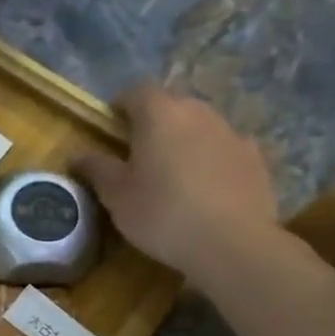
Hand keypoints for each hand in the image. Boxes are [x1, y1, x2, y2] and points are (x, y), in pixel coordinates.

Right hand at [74, 83, 277, 284]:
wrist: (232, 243)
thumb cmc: (161, 213)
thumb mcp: (116, 195)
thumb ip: (96, 169)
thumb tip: (78, 155)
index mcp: (160, 115)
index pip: (137, 91)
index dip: (121, 105)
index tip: (110, 127)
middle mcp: (199, 113)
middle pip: (172, 104)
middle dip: (154, 121)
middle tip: (138, 151)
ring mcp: (233, 134)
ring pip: (201, 125)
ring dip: (184, 138)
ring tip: (172, 171)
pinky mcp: (256, 159)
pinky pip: (225, 148)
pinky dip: (211, 158)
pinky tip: (205, 186)